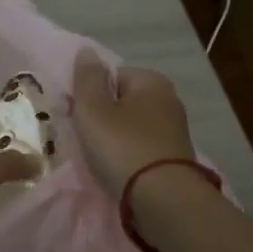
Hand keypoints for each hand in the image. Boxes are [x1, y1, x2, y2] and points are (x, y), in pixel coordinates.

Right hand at [71, 50, 196, 196]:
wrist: (164, 200)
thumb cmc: (123, 146)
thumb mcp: (94, 108)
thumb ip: (87, 78)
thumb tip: (87, 51)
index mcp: (152, 81)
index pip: (111, 76)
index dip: (90, 93)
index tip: (78, 115)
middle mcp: (169, 100)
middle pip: (122, 102)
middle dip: (102, 117)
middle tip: (85, 139)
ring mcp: (174, 131)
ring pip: (131, 127)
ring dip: (114, 139)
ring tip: (99, 159)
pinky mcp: (175, 159)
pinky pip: (140, 149)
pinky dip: (127, 157)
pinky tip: (117, 171)